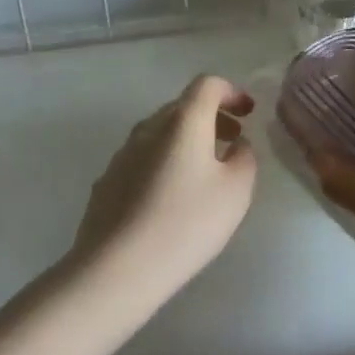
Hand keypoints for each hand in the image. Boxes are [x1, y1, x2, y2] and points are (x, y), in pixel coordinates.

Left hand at [72, 75, 257, 302]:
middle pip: (182, 107)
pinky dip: (164, 162)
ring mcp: (122, 155)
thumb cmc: (185, 223)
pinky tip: (171, 197)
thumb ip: (244, 158)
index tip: (248, 112)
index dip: (231, 92)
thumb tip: (235, 145)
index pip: (207, 85)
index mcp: (183, 121)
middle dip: (212, 116)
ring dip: (187, 140)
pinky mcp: (106, 183)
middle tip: (233, 139)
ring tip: (205, 170)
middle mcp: (148, 128)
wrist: (116, 269)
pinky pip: (143, 159)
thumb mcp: (236, 191)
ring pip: (160, 133)